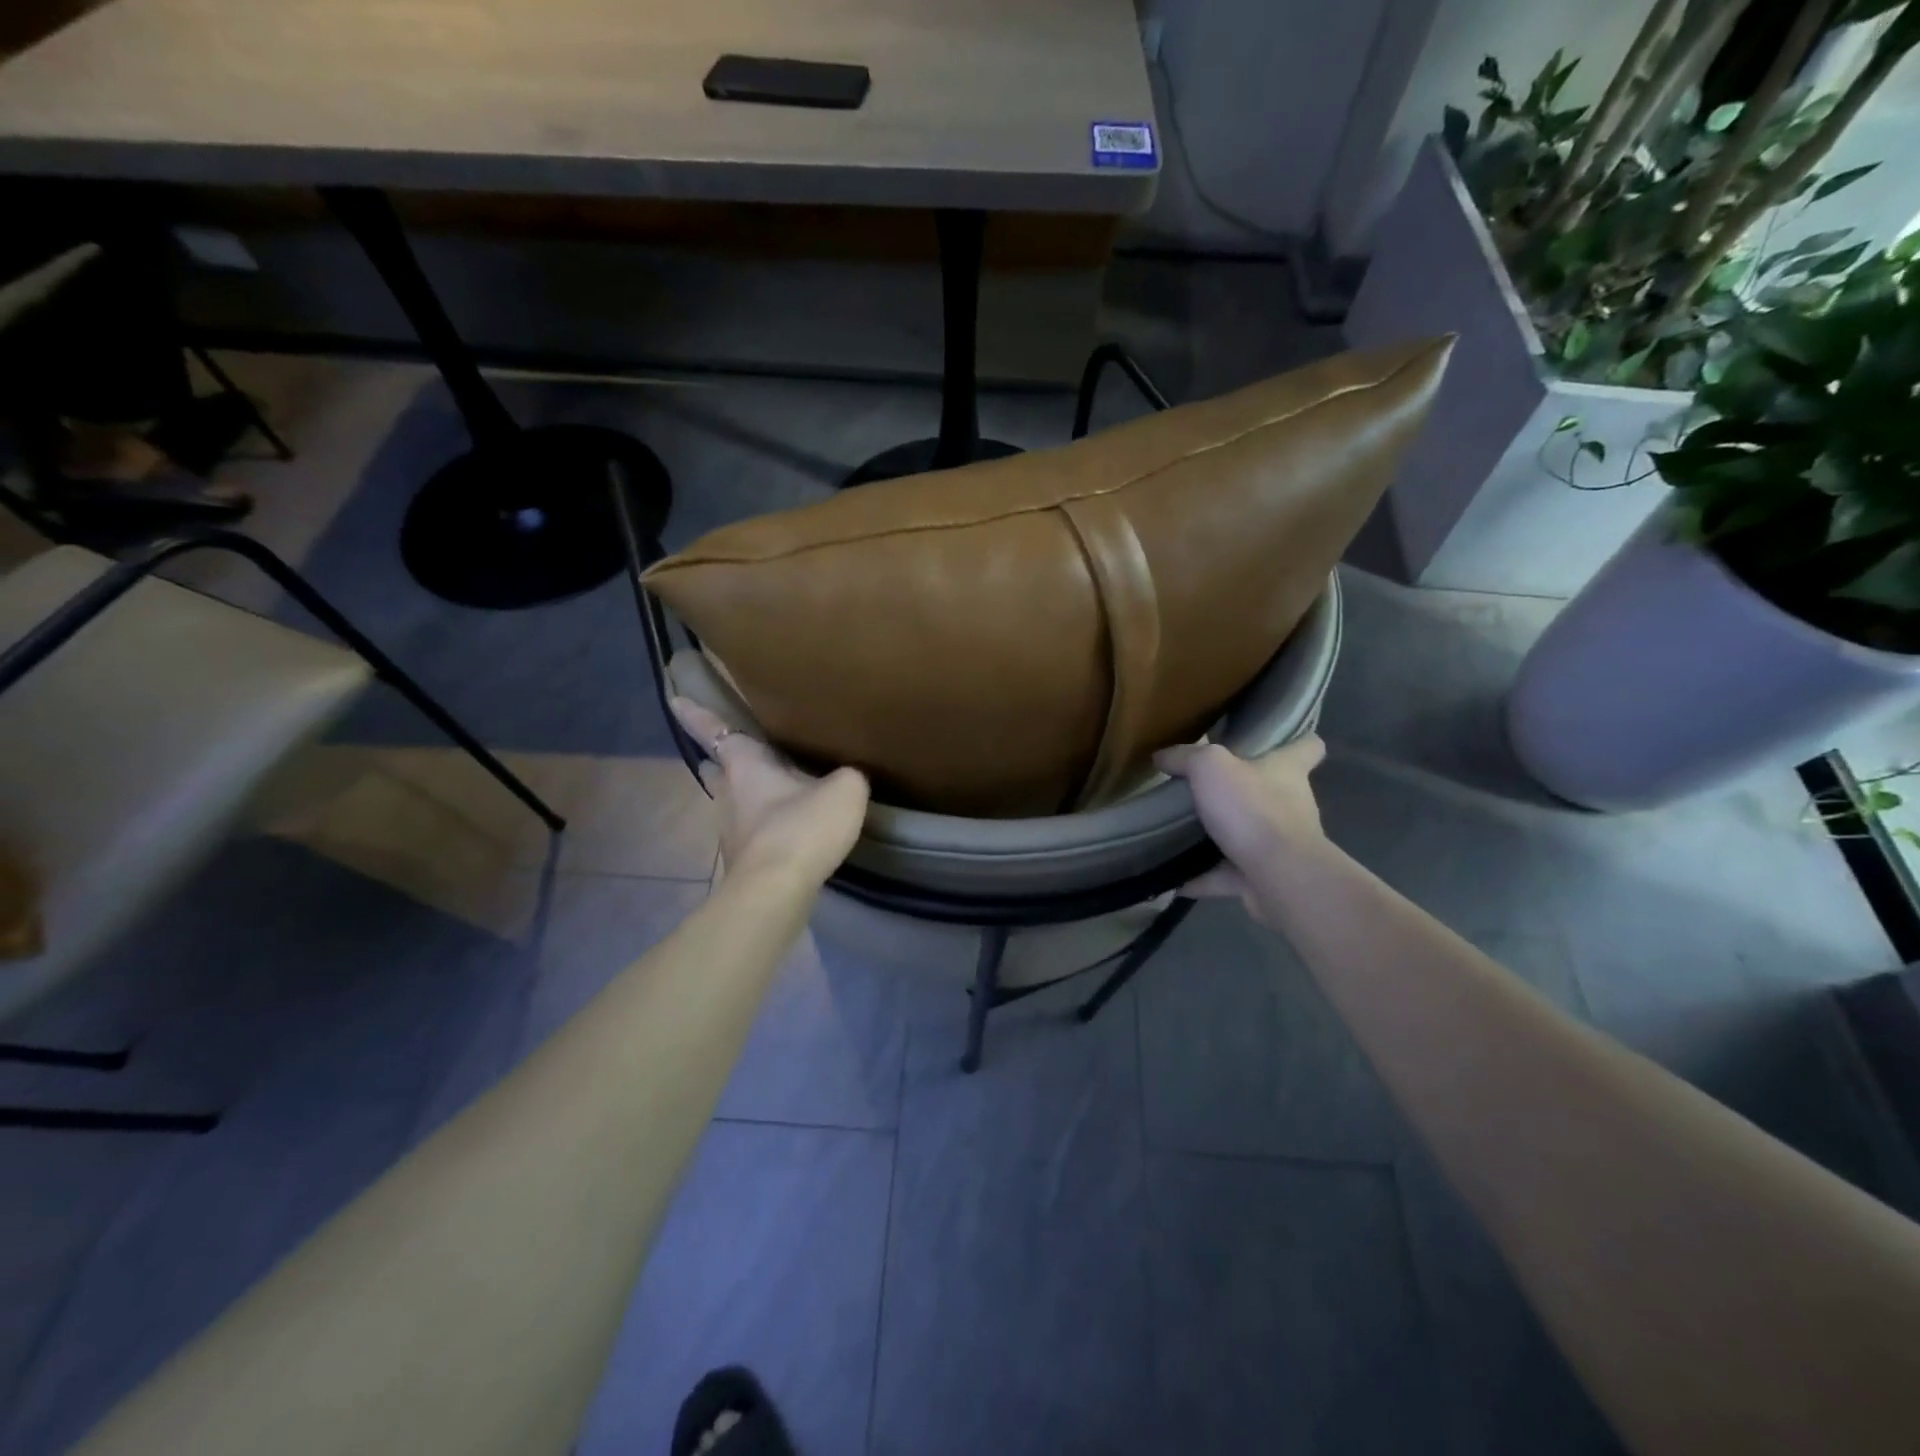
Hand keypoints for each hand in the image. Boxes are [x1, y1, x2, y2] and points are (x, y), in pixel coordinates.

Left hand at [671, 697, 869, 887]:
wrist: (777, 891)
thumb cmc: (802, 827)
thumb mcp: (844, 790)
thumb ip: (847, 776)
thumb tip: (846, 779)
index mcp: (745, 765)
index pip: (714, 729)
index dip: (695, 713)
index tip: (674, 699)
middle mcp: (728, 794)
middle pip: (717, 769)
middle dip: (721, 760)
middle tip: (734, 752)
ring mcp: (731, 830)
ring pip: (731, 803)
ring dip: (745, 796)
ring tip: (770, 793)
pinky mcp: (742, 861)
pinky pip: (750, 832)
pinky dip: (762, 826)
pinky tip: (785, 830)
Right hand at [1154, 735, 1327, 926]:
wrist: (1279, 876)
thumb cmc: (1252, 809)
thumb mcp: (1210, 767)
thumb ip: (1185, 758)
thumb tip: (1162, 756)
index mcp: (1287, 771)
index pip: (1307, 747)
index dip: (1297, 740)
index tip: (1278, 740)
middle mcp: (1291, 805)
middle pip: (1273, 792)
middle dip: (1244, 792)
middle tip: (1205, 788)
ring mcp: (1280, 846)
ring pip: (1249, 836)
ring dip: (1221, 837)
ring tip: (1182, 834)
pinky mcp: (1266, 879)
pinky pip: (1228, 875)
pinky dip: (1204, 877)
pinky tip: (1174, 878)